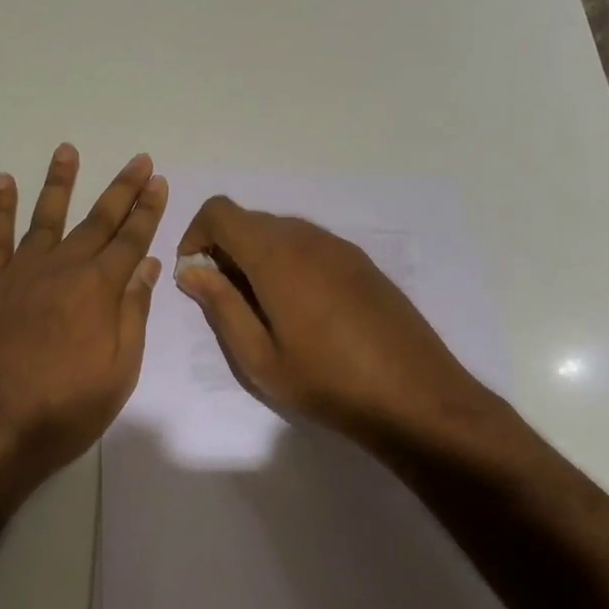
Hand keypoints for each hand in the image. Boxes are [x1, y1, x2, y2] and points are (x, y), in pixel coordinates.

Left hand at [0, 144, 167, 488]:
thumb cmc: (63, 409)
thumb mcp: (119, 371)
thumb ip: (133, 313)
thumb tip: (148, 264)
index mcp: (99, 289)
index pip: (132, 239)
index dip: (147, 209)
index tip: (158, 181)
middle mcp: (62, 268)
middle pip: (98, 220)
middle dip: (121, 189)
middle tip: (138, 160)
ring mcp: (19, 272)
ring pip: (45, 216)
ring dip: (60, 182)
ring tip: (67, 150)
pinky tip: (4, 181)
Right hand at [174, 196, 482, 440]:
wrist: (417, 397)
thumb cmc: (328, 381)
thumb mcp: (259, 356)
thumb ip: (221, 305)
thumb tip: (191, 271)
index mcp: (276, 254)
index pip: (221, 212)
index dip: (196, 234)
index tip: (195, 274)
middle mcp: (307, 237)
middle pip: (250, 220)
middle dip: (226, 249)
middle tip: (226, 299)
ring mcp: (339, 247)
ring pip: (281, 232)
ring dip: (258, 255)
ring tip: (263, 309)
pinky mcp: (362, 262)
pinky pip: (310, 245)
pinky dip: (289, 261)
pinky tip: (303, 310)